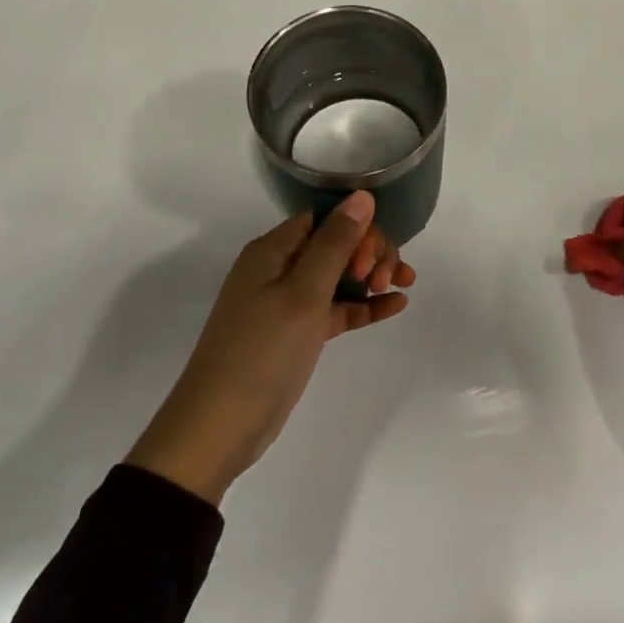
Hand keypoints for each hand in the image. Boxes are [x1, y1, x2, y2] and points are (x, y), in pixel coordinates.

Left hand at [127, 192, 413, 504]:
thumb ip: (336, 243)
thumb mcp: (304, 293)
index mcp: (273, 250)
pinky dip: (364, 306)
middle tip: (387, 279)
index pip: (324, 219)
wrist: (221, 427)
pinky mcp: (299, 333)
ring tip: (402, 288)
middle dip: (369, 253)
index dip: (356, 228)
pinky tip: (397, 305)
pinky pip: (337, 309)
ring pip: (340, 276)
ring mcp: (289, 303)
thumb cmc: (262, 351)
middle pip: (336, 244)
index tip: (372, 257)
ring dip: (372, 277)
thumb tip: (362, 195)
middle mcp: (280, 269)